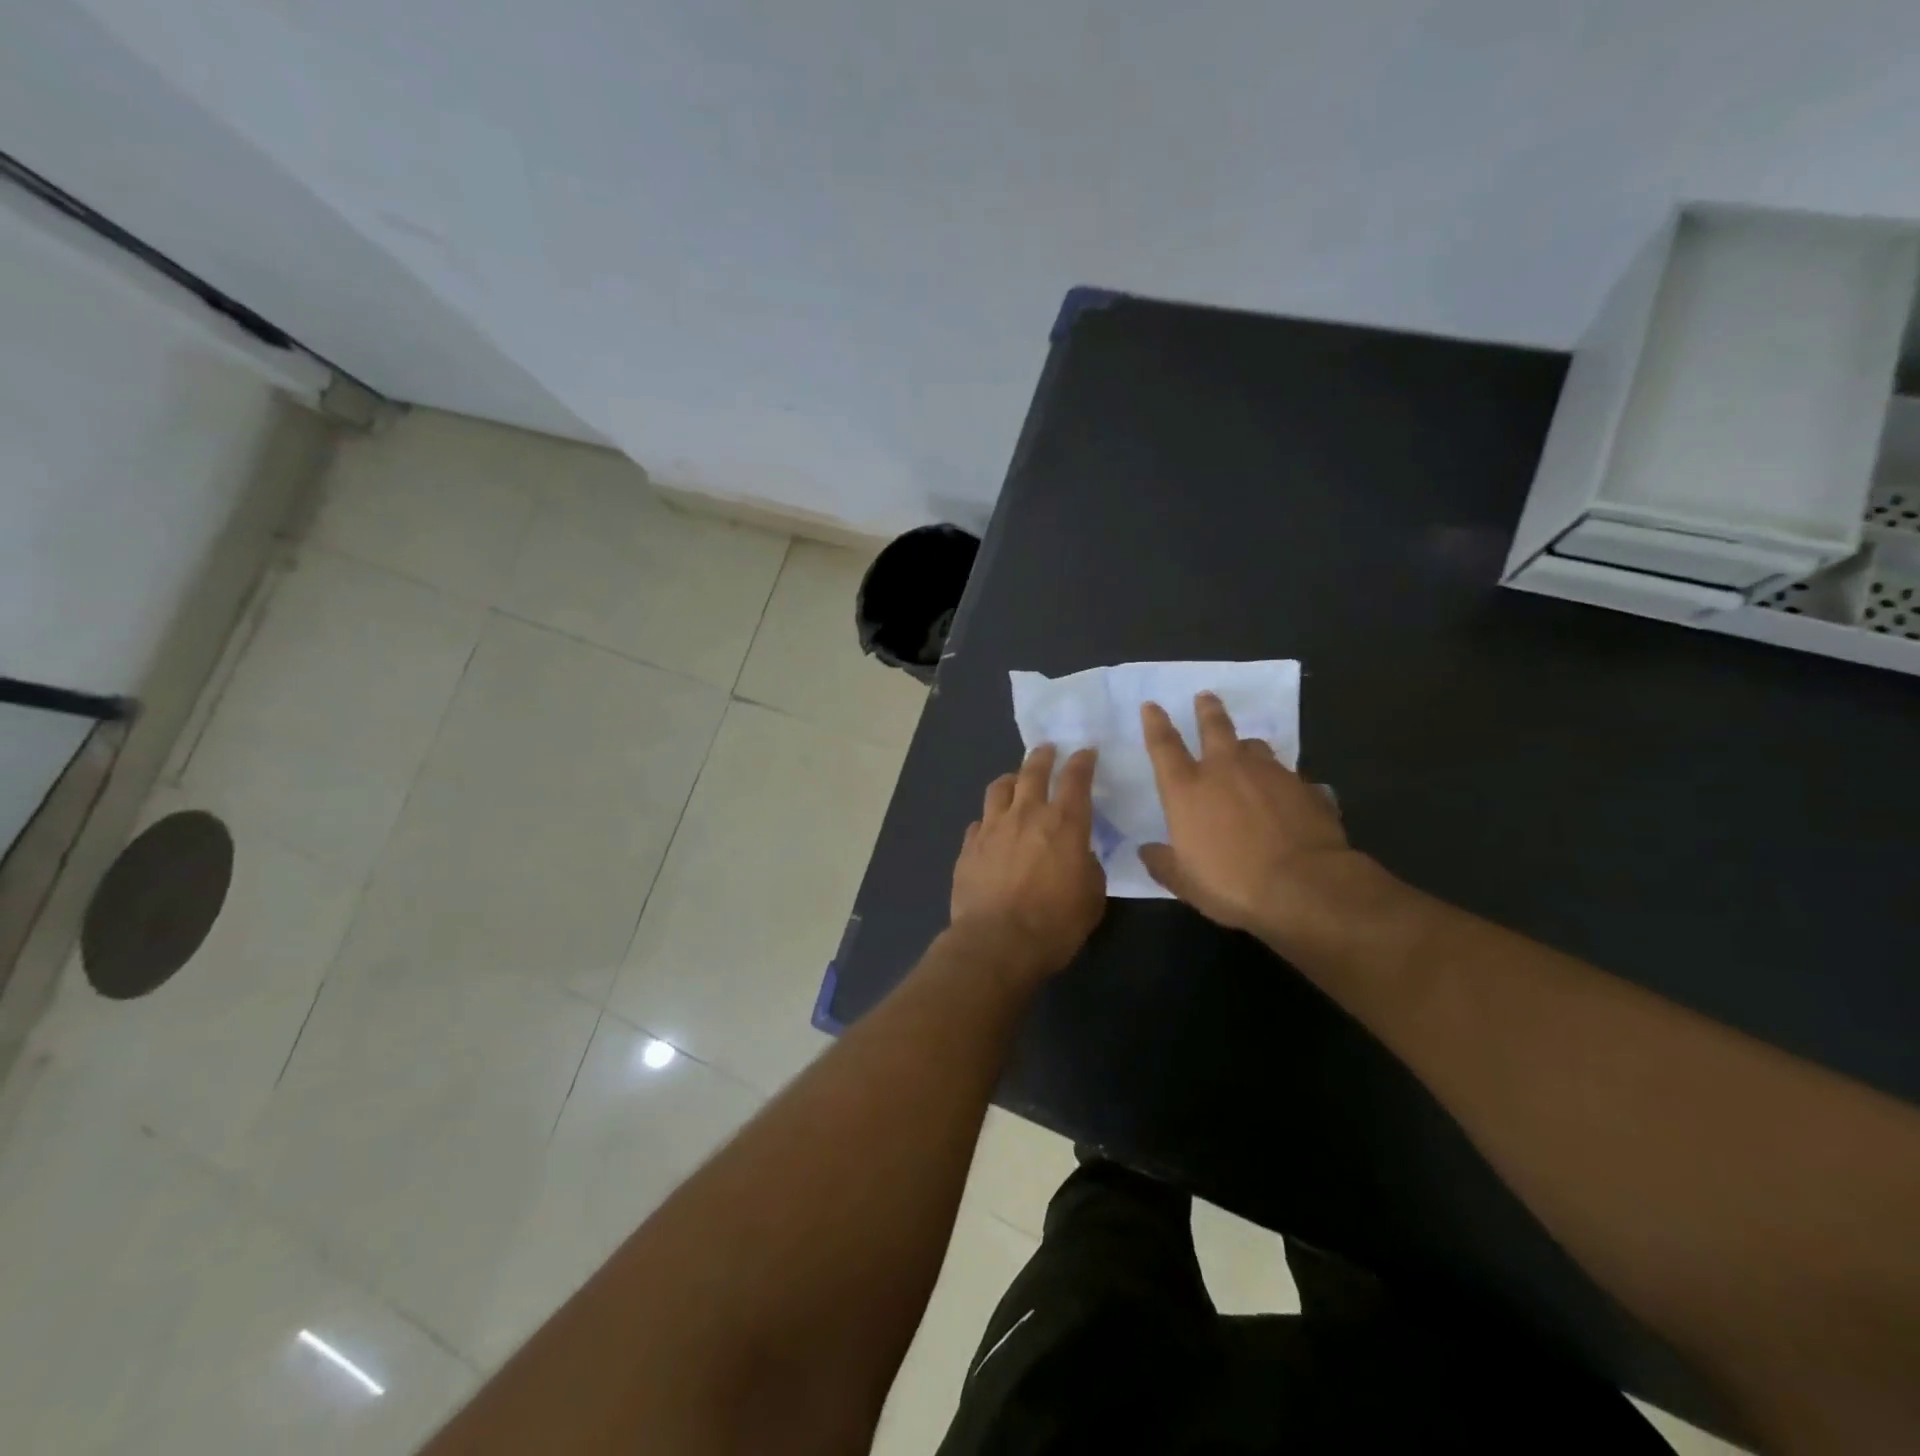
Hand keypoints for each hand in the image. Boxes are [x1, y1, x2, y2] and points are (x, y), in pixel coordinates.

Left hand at [951, 744, 1105, 978]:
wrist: (997, 943)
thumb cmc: (1055, 923)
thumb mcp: (1091, 897)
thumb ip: (1088, 866)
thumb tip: (1079, 855)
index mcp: (1064, 823)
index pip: (1076, 779)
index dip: (1082, 762)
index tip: (1085, 752)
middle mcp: (1026, 814)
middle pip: (1033, 772)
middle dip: (1043, 757)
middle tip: (1047, 750)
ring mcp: (992, 827)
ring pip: (999, 789)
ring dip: (1010, 780)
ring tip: (1014, 780)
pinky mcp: (969, 847)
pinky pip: (979, 822)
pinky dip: (989, 820)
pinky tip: (990, 828)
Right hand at [1139, 693, 1361, 943]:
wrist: (1305, 886)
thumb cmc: (1232, 883)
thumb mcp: (1184, 882)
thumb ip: (1163, 863)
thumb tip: (1146, 851)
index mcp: (1187, 789)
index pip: (1164, 746)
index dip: (1155, 723)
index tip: (1152, 705)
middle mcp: (1226, 770)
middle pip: (1214, 728)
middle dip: (1207, 710)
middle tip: (1205, 696)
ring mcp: (1270, 774)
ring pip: (1255, 747)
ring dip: (1247, 747)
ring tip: (1247, 750)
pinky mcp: (1306, 787)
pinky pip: (1291, 777)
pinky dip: (1284, 783)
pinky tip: (1290, 797)